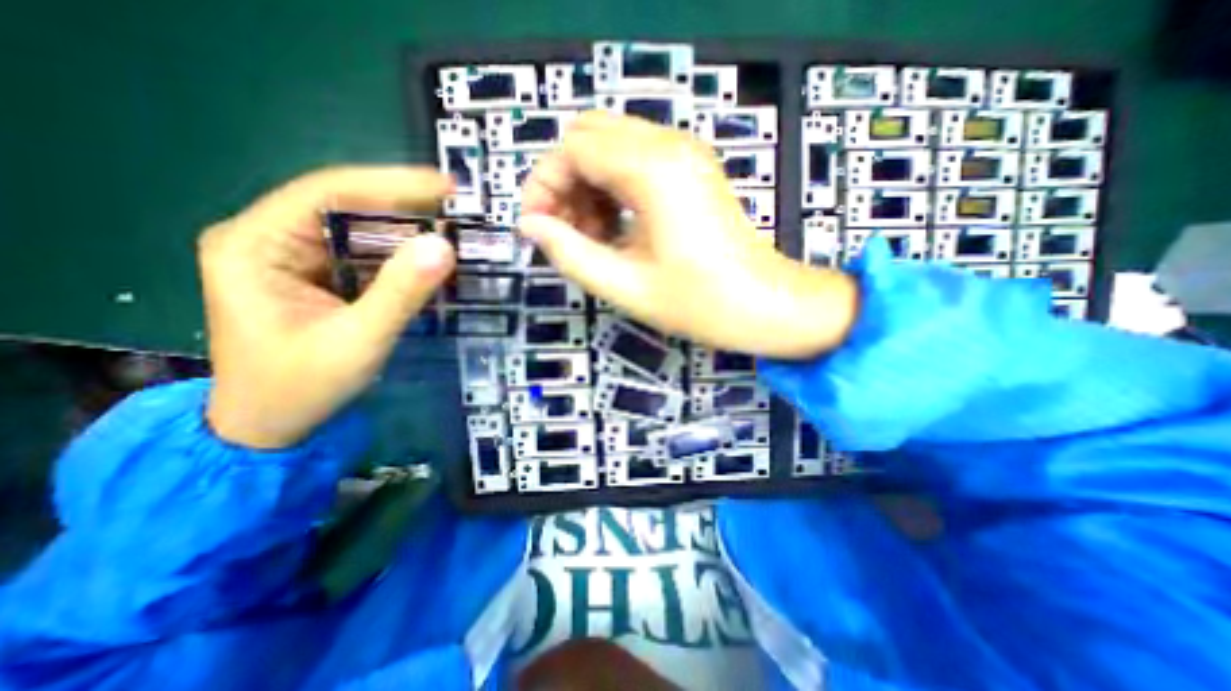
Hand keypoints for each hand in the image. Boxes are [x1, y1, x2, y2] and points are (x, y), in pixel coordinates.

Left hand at [200, 165, 453, 447]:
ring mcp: (289, 257)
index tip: (446, 187)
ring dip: (404, 229)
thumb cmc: (302, 387)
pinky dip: (398, 253)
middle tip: (457, 209)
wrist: (270, 427)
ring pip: (355, 227)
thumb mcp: (359, 341)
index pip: (327, 193)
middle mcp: (266, 239)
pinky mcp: (312, 274)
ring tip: (451, 228)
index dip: (391, 184)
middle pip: (343, 205)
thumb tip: (445, 246)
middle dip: (403, 205)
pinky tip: (427, 256)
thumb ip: (401, 293)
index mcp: (255, 245)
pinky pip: (361, 252)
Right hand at [515, 111, 858, 357]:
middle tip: (563, 232)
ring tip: (589, 237)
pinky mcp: (692, 169)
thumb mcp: (625, 286)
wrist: (765, 305)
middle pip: (589, 137)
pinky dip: (612, 187)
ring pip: (610, 146)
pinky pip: (634, 160)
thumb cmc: (699, 303)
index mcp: (653, 170)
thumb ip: (569, 253)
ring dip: (587, 185)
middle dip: (564, 182)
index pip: (573, 148)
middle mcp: (669, 145)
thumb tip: (529, 226)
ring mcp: (685, 153)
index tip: (536, 228)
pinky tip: (615, 228)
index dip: (543, 186)